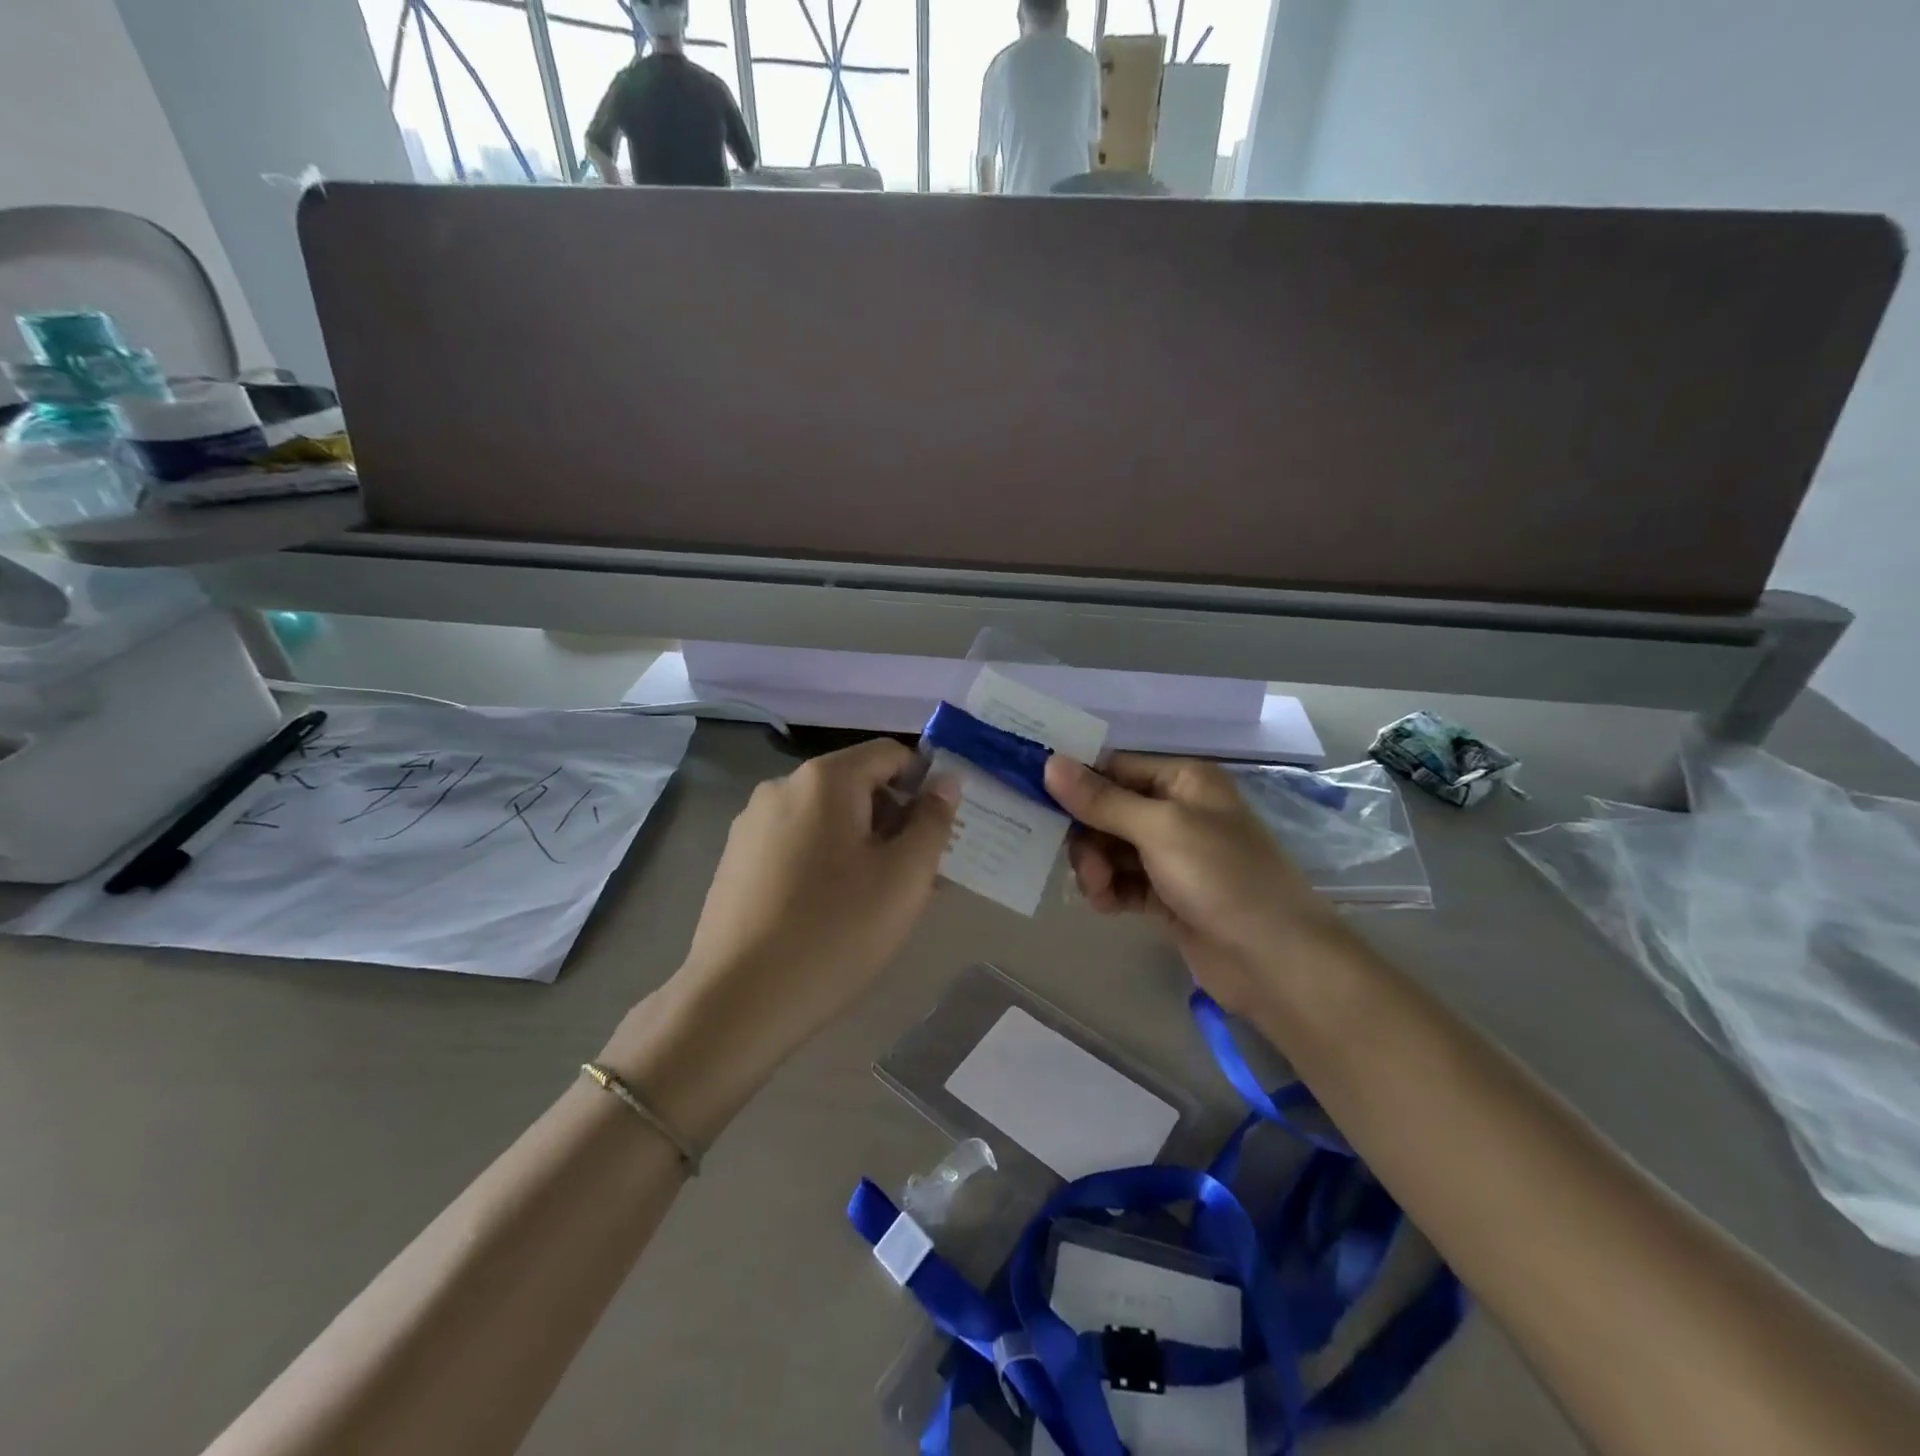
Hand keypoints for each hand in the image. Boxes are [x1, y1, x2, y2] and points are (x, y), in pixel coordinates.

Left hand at [672, 739, 958, 1064]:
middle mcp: (782, 787)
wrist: (738, 1001)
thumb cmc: (835, 932)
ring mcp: (752, 824)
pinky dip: (825, 861)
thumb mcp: (904, 877)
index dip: (925, 784)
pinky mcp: (735, 859)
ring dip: (862, 844)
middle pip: (857, 784)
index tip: (937, 834)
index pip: (891, 754)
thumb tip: (946, 781)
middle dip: (894, 820)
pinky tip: (832, 911)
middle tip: (916, 876)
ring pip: (827, 818)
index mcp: (825, 780)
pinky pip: (797, 843)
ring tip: (878, 901)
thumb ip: (933, 820)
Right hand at [1044, 754, 1344, 1013]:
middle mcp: (1176, 811)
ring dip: (1097, 868)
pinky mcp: (1167, 894)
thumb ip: (1102, 799)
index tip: (1037, 800)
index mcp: (1182, 781)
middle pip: (1107, 811)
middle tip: (1086, 868)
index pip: (1114, 768)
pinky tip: (1108, 906)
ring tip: (1100, 892)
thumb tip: (1049, 763)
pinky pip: (1123, 882)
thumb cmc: (1222, 877)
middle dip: (1088, 837)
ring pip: (1111, 849)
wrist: (1275, 961)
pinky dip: (1110, 891)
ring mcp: (1172, 856)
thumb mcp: (1159, 829)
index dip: (1076, 783)